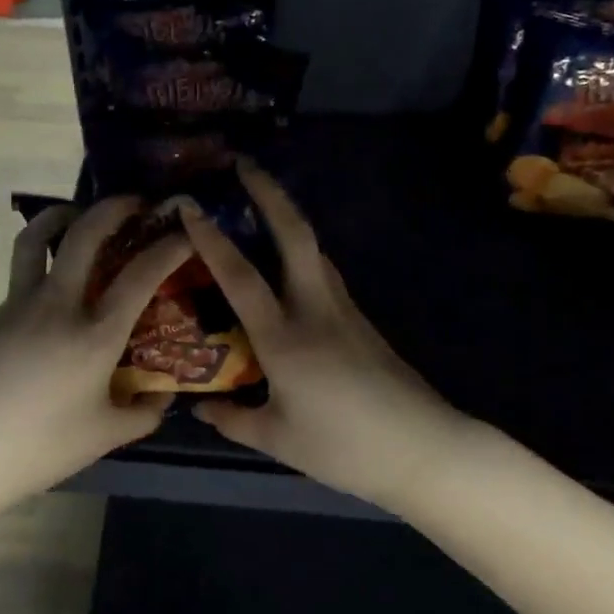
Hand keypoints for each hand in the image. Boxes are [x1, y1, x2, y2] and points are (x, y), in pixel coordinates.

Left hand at [0, 196, 192, 509]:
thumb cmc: (40, 447)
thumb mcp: (105, 436)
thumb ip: (144, 413)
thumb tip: (164, 395)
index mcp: (95, 335)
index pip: (140, 275)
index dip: (169, 246)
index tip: (185, 229)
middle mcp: (58, 305)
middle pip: (85, 235)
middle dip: (114, 208)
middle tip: (136, 202)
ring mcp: (20, 303)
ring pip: (38, 237)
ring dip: (63, 214)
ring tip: (79, 214)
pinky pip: (22, 270)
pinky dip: (42, 256)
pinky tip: (55, 285)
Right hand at [181, 163, 469, 511]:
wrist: (422, 448)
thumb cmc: (344, 447)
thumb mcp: (278, 439)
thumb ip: (234, 418)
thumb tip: (199, 407)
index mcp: (284, 339)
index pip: (240, 277)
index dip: (211, 239)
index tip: (190, 206)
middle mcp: (314, 310)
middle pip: (295, 236)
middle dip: (269, 194)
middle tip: (244, 165)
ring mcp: (343, 310)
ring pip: (314, 249)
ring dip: (287, 216)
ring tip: (261, 201)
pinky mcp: (360, 319)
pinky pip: (324, 272)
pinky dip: (301, 251)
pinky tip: (288, 262)